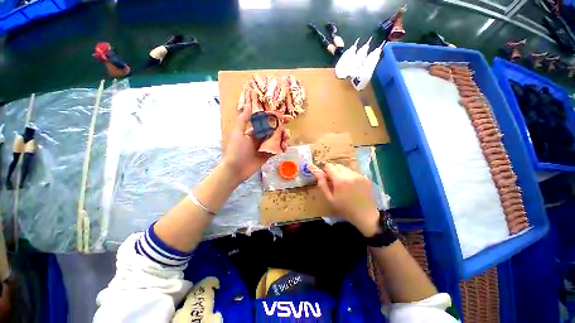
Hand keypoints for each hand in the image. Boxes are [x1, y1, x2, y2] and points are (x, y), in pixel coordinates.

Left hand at [222, 107, 289, 182]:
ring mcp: (265, 146)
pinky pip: (277, 149)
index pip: (267, 122)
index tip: (286, 116)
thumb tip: (248, 104)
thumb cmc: (236, 150)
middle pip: (274, 130)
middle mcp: (260, 137)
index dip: (276, 118)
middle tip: (287, 131)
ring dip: (284, 138)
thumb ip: (244, 119)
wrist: (236, 169)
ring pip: (277, 139)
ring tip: (286, 139)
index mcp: (254, 130)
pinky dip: (282, 147)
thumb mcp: (238, 133)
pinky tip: (284, 147)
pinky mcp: (268, 155)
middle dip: (282, 129)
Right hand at [309, 163, 379, 236]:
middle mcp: (350, 174)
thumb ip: (322, 185)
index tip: (326, 178)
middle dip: (333, 171)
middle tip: (334, 182)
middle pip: (337, 165)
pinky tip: (352, 186)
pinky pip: (353, 172)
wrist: (366, 215)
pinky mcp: (365, 177)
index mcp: (340, 180)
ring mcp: (359, 175)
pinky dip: (350, 176)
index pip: (329, 166)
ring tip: (344, 185)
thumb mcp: (330, 199)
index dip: (325, 171)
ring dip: (342, 173)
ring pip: (346, 168)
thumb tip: (317, 173)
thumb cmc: (345, 208)